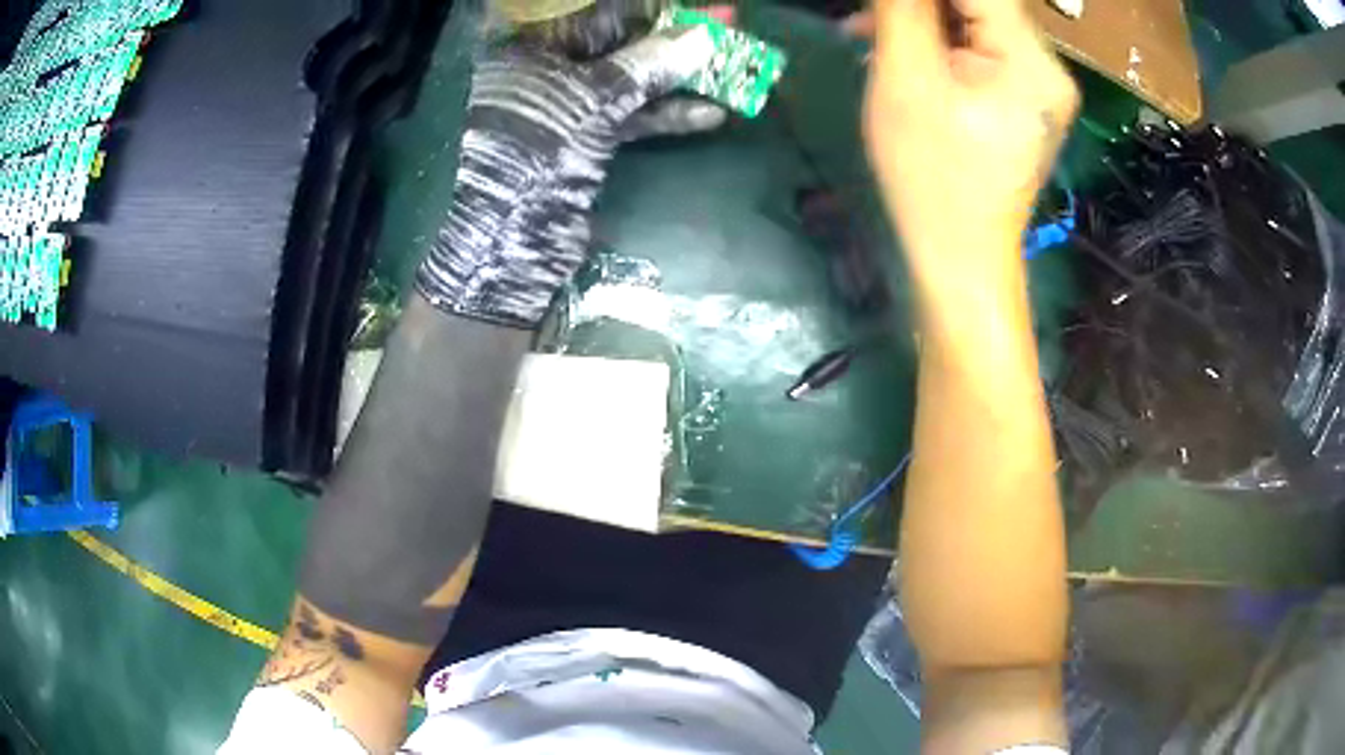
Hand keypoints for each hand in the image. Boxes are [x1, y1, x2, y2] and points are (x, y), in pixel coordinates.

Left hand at [415, 26, 720, 327]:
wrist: (512, 235)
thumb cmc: (539, 149)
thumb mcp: (594, 98)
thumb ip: (648, 64)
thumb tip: (703, 37)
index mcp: (528, 49)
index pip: (596, 15)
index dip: (647, 13)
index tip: (692, 14)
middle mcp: (544, 72)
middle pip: (615, 45)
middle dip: (669, 43)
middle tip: (719, 35)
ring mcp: (565, 108)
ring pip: (627, 82)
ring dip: (676, 80)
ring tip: (729, 72)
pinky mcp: (583, 141)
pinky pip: (628, 117)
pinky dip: (664, 116)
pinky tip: (709, 115)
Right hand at [857, 0, 1077, 286]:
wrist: (961, 255)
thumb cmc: (931, 175)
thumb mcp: (906, 80)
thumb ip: (903, 9)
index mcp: (1030, 61)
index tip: (886, 4)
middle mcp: (1049, 67)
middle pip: (982, 3)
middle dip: (921, 3)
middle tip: (868, 15)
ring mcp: (1042, 85)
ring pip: (979, 22)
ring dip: (925, 19)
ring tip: (872, 33)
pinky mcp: (1028, 100)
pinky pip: (984, 49)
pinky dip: (943, 43)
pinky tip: (904, 53)